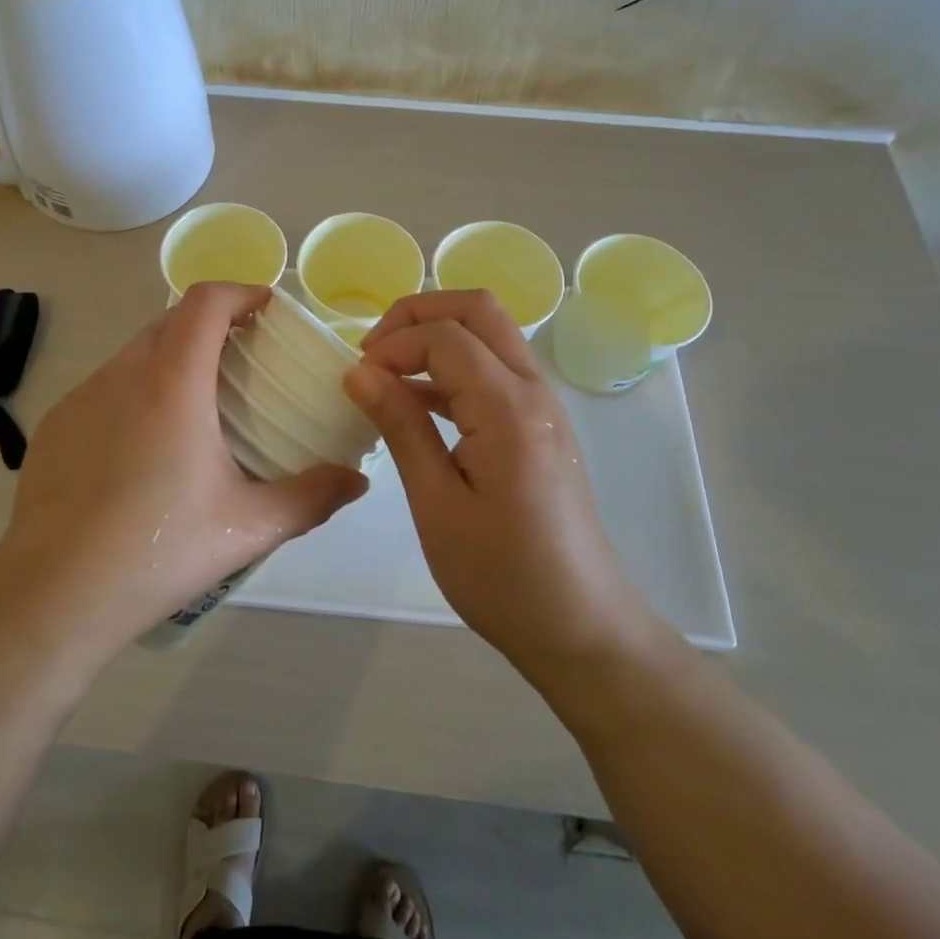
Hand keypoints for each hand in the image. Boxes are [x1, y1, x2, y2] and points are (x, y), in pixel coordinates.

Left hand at [0, 282, 367, 659]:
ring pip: (134, 353)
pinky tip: (143, 446)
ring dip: (171, 357)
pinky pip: (104, 386)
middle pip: (170, 320)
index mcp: (172, 383)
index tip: (265, 308)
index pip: (204, 302)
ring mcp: (81, 397)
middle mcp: (122, 374)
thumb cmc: (157, 550)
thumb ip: (310, 497)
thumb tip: (356, 482)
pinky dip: (135, 390)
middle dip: (210, 324)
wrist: (53, 596)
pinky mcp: (54, 425)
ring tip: (196, 404)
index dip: (239, 292)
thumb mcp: (246, 527)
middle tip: (242, 358)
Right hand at [342, 290, 635, 673]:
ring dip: (437, 336)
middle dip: (418, 314)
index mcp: (507, 408)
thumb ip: (401, 427)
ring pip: (490, 334)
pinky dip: (454, 366)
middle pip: (477, 310)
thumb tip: (359, 371)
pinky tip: (419, 404)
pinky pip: (495, 369)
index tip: (356, 380)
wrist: (583, 629)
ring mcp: (543, 405)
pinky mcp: (541, 425)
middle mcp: (533, 390)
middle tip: (373, 352)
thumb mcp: (436, 505)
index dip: (393, 344)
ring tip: (387, 374)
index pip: (444, 335)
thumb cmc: (502, 577)